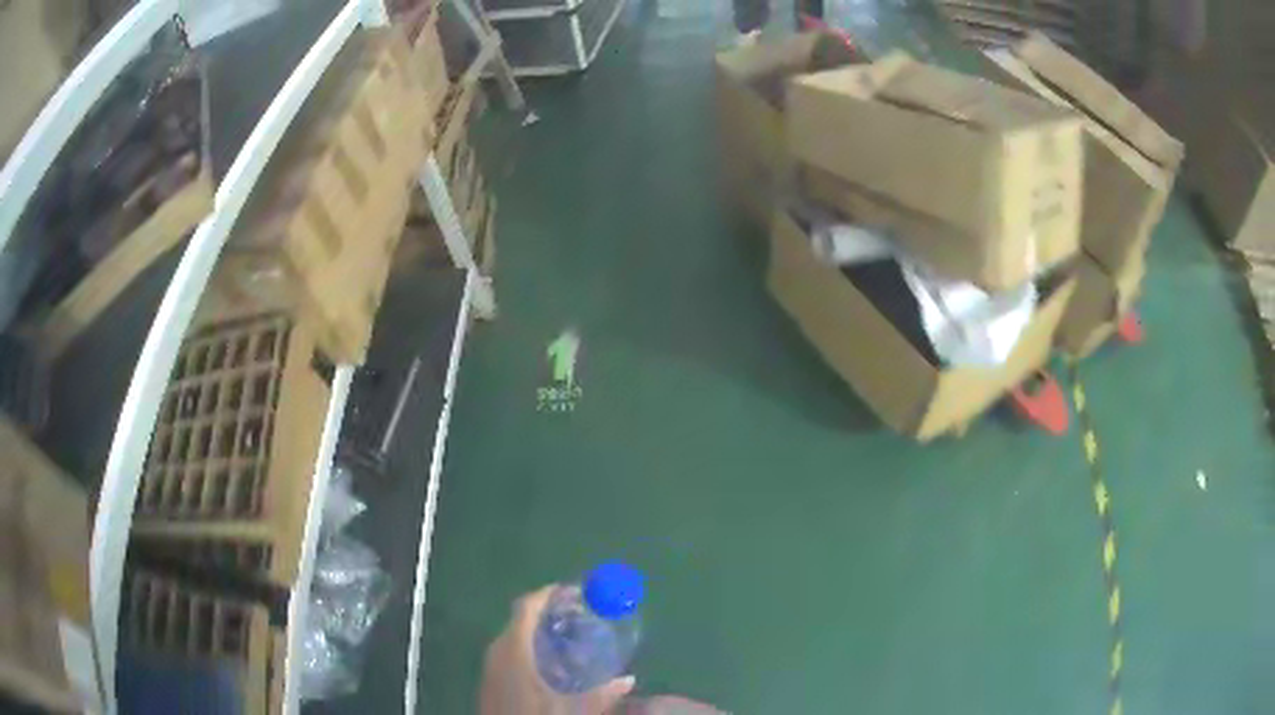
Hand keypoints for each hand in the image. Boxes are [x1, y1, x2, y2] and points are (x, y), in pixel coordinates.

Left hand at [480, 586, 635, 714]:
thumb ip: (601, 694)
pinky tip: (553, 668)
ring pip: (516, 637)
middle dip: (551, 614)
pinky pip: (511, 652)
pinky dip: (531, 649)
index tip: (576, 591)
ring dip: (541, 633)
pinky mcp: (491, 678)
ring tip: (572, 643)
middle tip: (582, 618)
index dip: (549, 593)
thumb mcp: (571, 709)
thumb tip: (628, 680)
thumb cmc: (533, 714)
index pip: (527, 606)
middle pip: (522, 619)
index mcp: (513, 648)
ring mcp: (491, 664)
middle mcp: (498, 649)